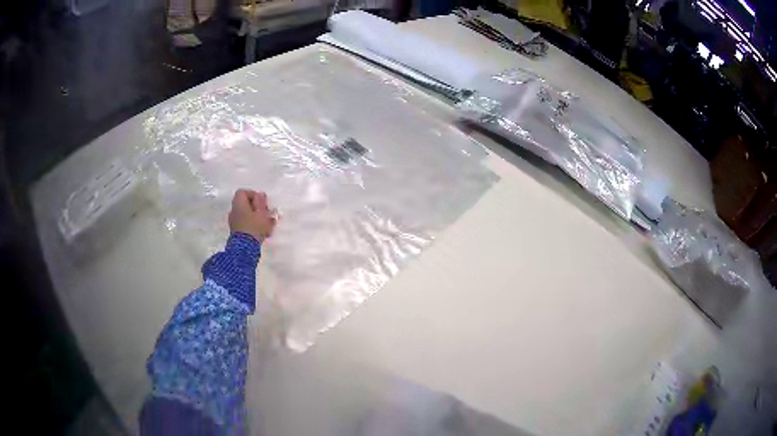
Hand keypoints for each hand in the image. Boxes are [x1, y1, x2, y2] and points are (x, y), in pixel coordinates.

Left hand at [228, 189, 276, 241]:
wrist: (245, 248)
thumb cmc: (254, 227)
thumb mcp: (262, 213)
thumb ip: (261, 202)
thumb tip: (260, 194)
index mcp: (238, 204)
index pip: (243, 192)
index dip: (253, 195)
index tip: (262, 202)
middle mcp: (234, 211)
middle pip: (244, 204)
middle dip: (256, 207)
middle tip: (266, 213)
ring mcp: (234, 222)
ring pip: (246, 215)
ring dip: (256, 217)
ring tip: (267, 224)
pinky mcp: (236, 232)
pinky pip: (245, 224)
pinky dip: (253, 225)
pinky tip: (263, 232)